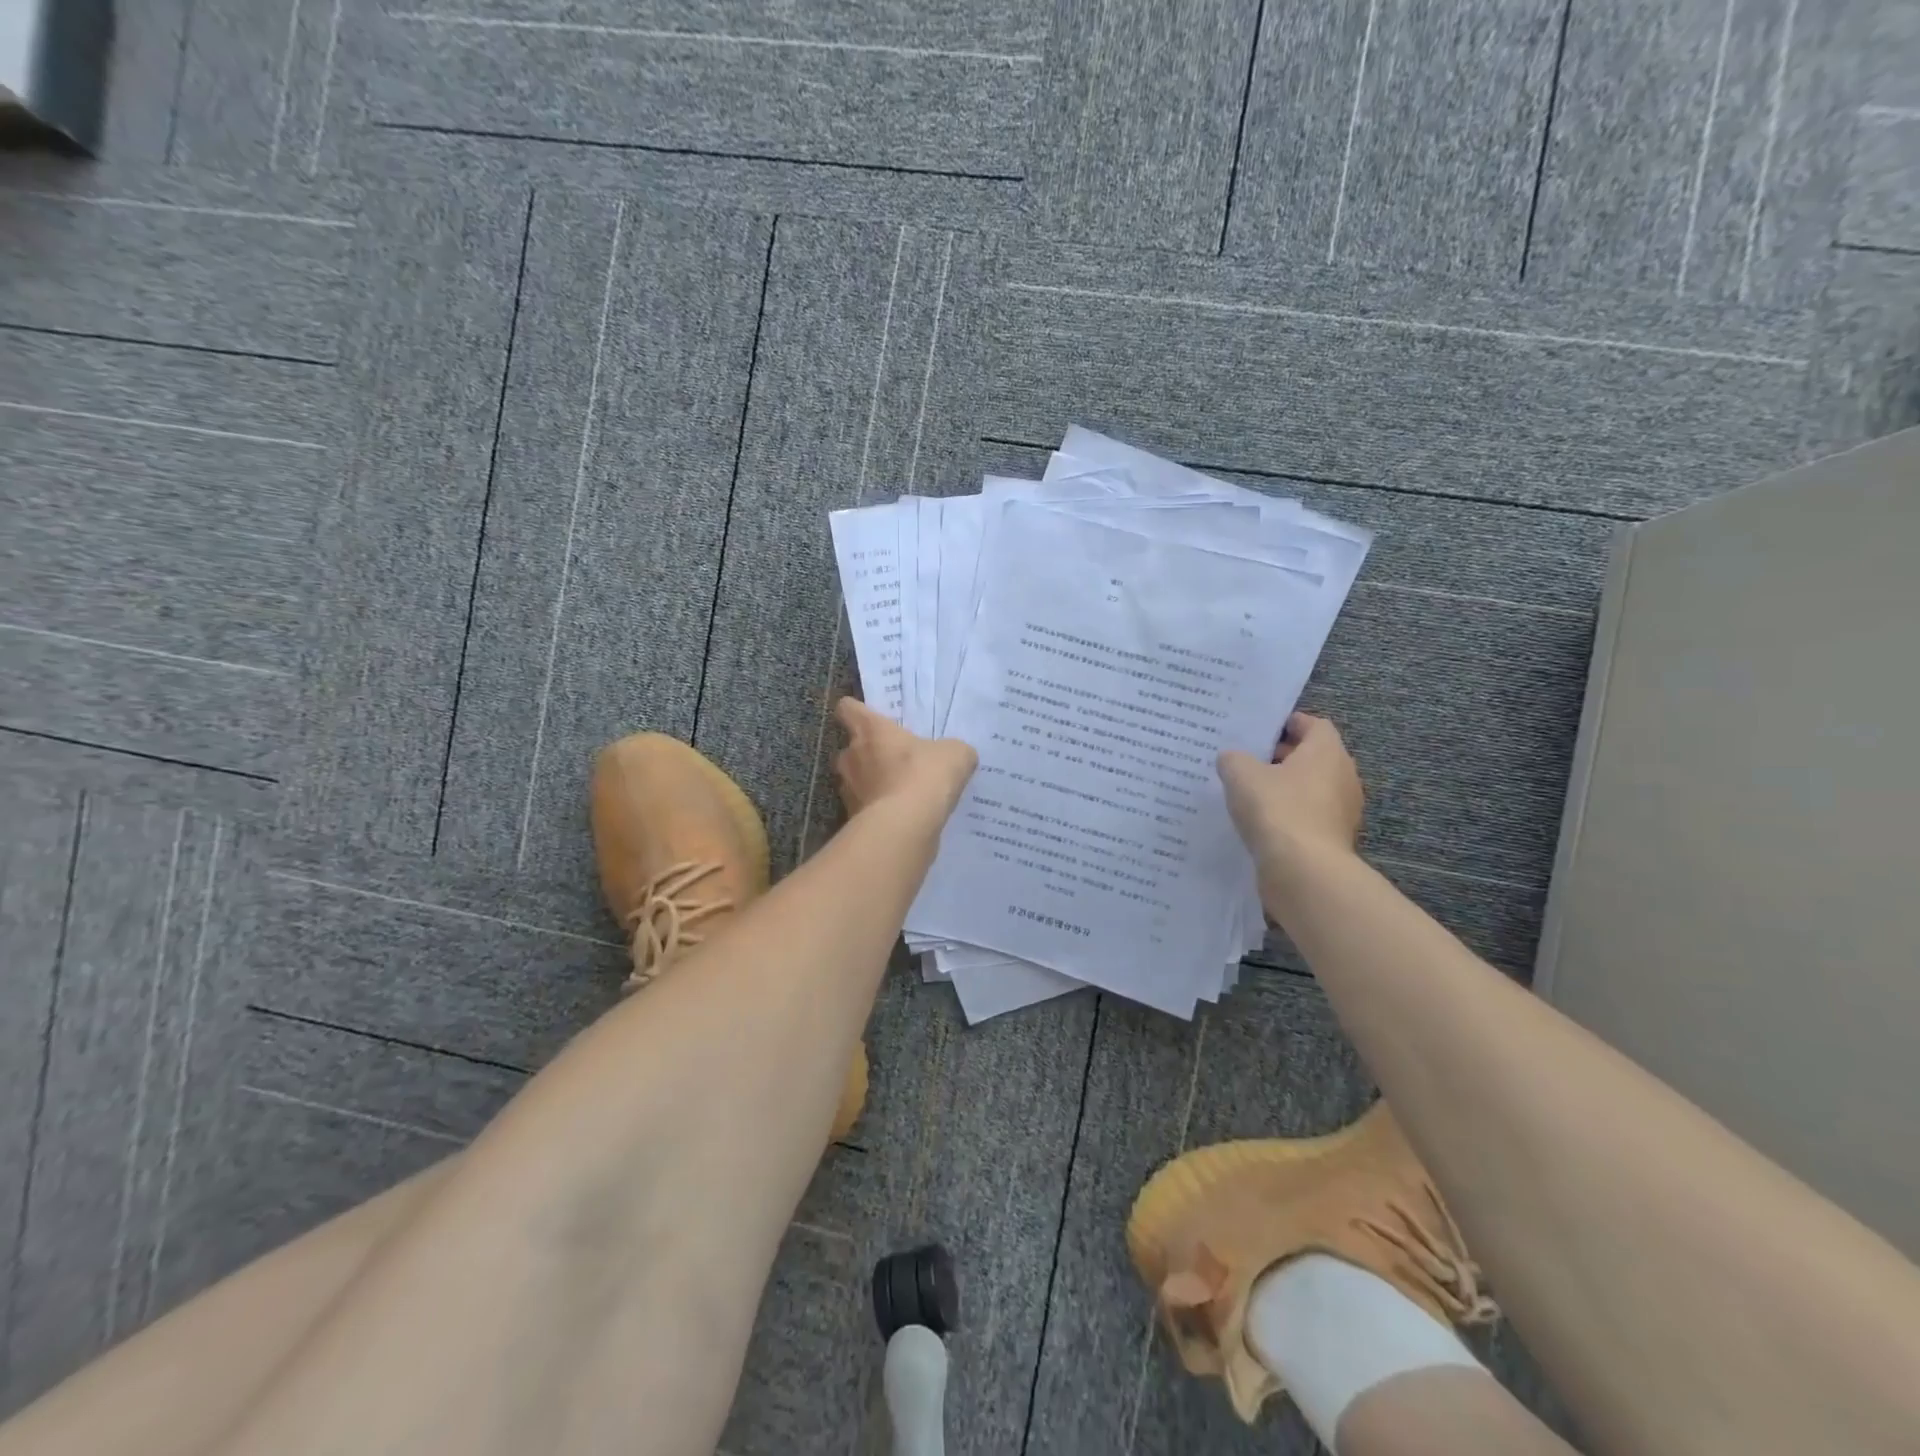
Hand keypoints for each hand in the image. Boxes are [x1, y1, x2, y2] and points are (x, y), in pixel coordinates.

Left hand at [832, 698, 977, 818]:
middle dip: (867, 754)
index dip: (855, 711)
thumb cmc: (925, 775)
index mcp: (871, 731)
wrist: (905, 826)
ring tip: (898, 793)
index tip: (868, 718)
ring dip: (871, 784)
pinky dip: (877, 811)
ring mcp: (848, 790)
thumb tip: (954, 755)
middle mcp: (851, 757)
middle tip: (893, 761)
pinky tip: (901, 818)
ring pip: (854, 781)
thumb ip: (951, 750)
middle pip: (849, 749)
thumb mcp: (955, 754)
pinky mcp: (853, 819)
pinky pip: (864, 809)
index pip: (848, 709)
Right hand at [1218, 713, 1363, 877]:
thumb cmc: (1277, 809)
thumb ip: (1234, 759)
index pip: (1314, 725)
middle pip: (1314, 757)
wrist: (1303, 871)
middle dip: (1283, 757)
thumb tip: (1233, 759)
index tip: (1261, 730)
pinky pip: (1309, 816)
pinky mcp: (1333, 839)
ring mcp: (1342, 811)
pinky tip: (1261, 822)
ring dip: (1286, 788)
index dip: (1288, 724)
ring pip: (1312, 788)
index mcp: (1327, 752)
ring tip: (1250, 793)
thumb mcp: (1241, 774)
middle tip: (1248, 760)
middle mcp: (1343, 776)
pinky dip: (1289, 814)